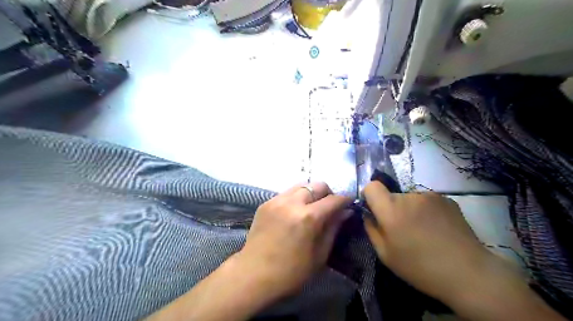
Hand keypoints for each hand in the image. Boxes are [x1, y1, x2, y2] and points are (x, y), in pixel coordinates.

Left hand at [234, 183, 351, 300]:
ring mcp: (276, 200)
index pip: (333, 199)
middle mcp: (292, 202)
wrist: (253, 275)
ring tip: (311, 208)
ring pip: (301, 185)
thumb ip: (333, 228)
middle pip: (317, 185)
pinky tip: (294, 213)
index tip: (349, 203)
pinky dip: (296, 198)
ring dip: (311, 193)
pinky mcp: (265, 203)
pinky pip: (287, 193)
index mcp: (308, 217)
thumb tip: (345, 211)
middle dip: (328, 193)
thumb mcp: (319, 255)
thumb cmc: (291, 272)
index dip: (345, 200)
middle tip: (329, 207)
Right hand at [365, 183, 500, 305]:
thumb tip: (369, 215)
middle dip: (392, 208)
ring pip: (410, 199)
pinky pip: (427, 202)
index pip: (372, 186)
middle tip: (402, 230)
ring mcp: (430, 196)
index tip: (375, 211)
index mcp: (391, 209)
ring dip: (410, 210)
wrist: (468, 273)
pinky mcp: (447, 199)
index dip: (370, 196)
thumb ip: (371, 230)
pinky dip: (426, 211)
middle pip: (392, 195)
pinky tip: (437, 230)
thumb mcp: (385, 255)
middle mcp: (409, 196)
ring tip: (423, 232)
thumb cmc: (420, 267)